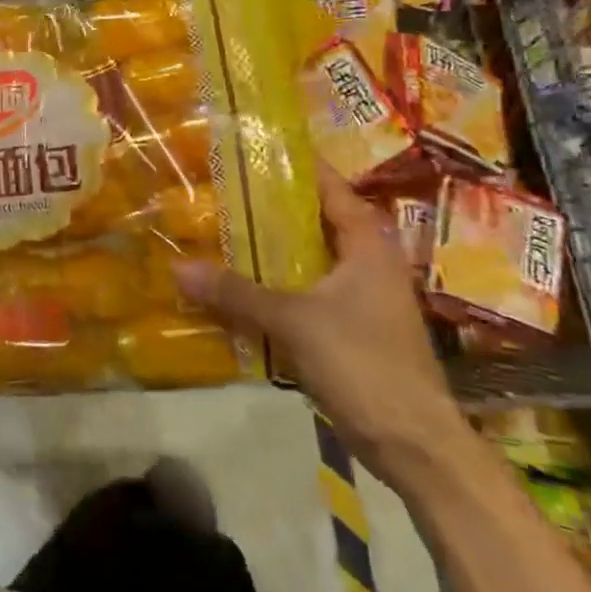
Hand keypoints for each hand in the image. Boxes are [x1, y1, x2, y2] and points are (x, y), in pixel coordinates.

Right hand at [172, 164, 466, 485]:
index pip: (331, 188)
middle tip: (220, 190)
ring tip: (218, 231)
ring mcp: (359, 298)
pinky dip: (272, 286)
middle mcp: (366, 263)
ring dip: (269, 250)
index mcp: (368, 245)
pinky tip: (236, 288)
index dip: (296, 166)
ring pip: (307, 260)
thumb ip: (236, 293)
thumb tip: (178, 268)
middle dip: (270, 208)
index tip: (253, 148)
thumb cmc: (364, 364)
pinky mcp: (348, 329)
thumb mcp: (294, 321)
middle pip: (314, 222)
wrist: (413, 443)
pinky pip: (303, 294)